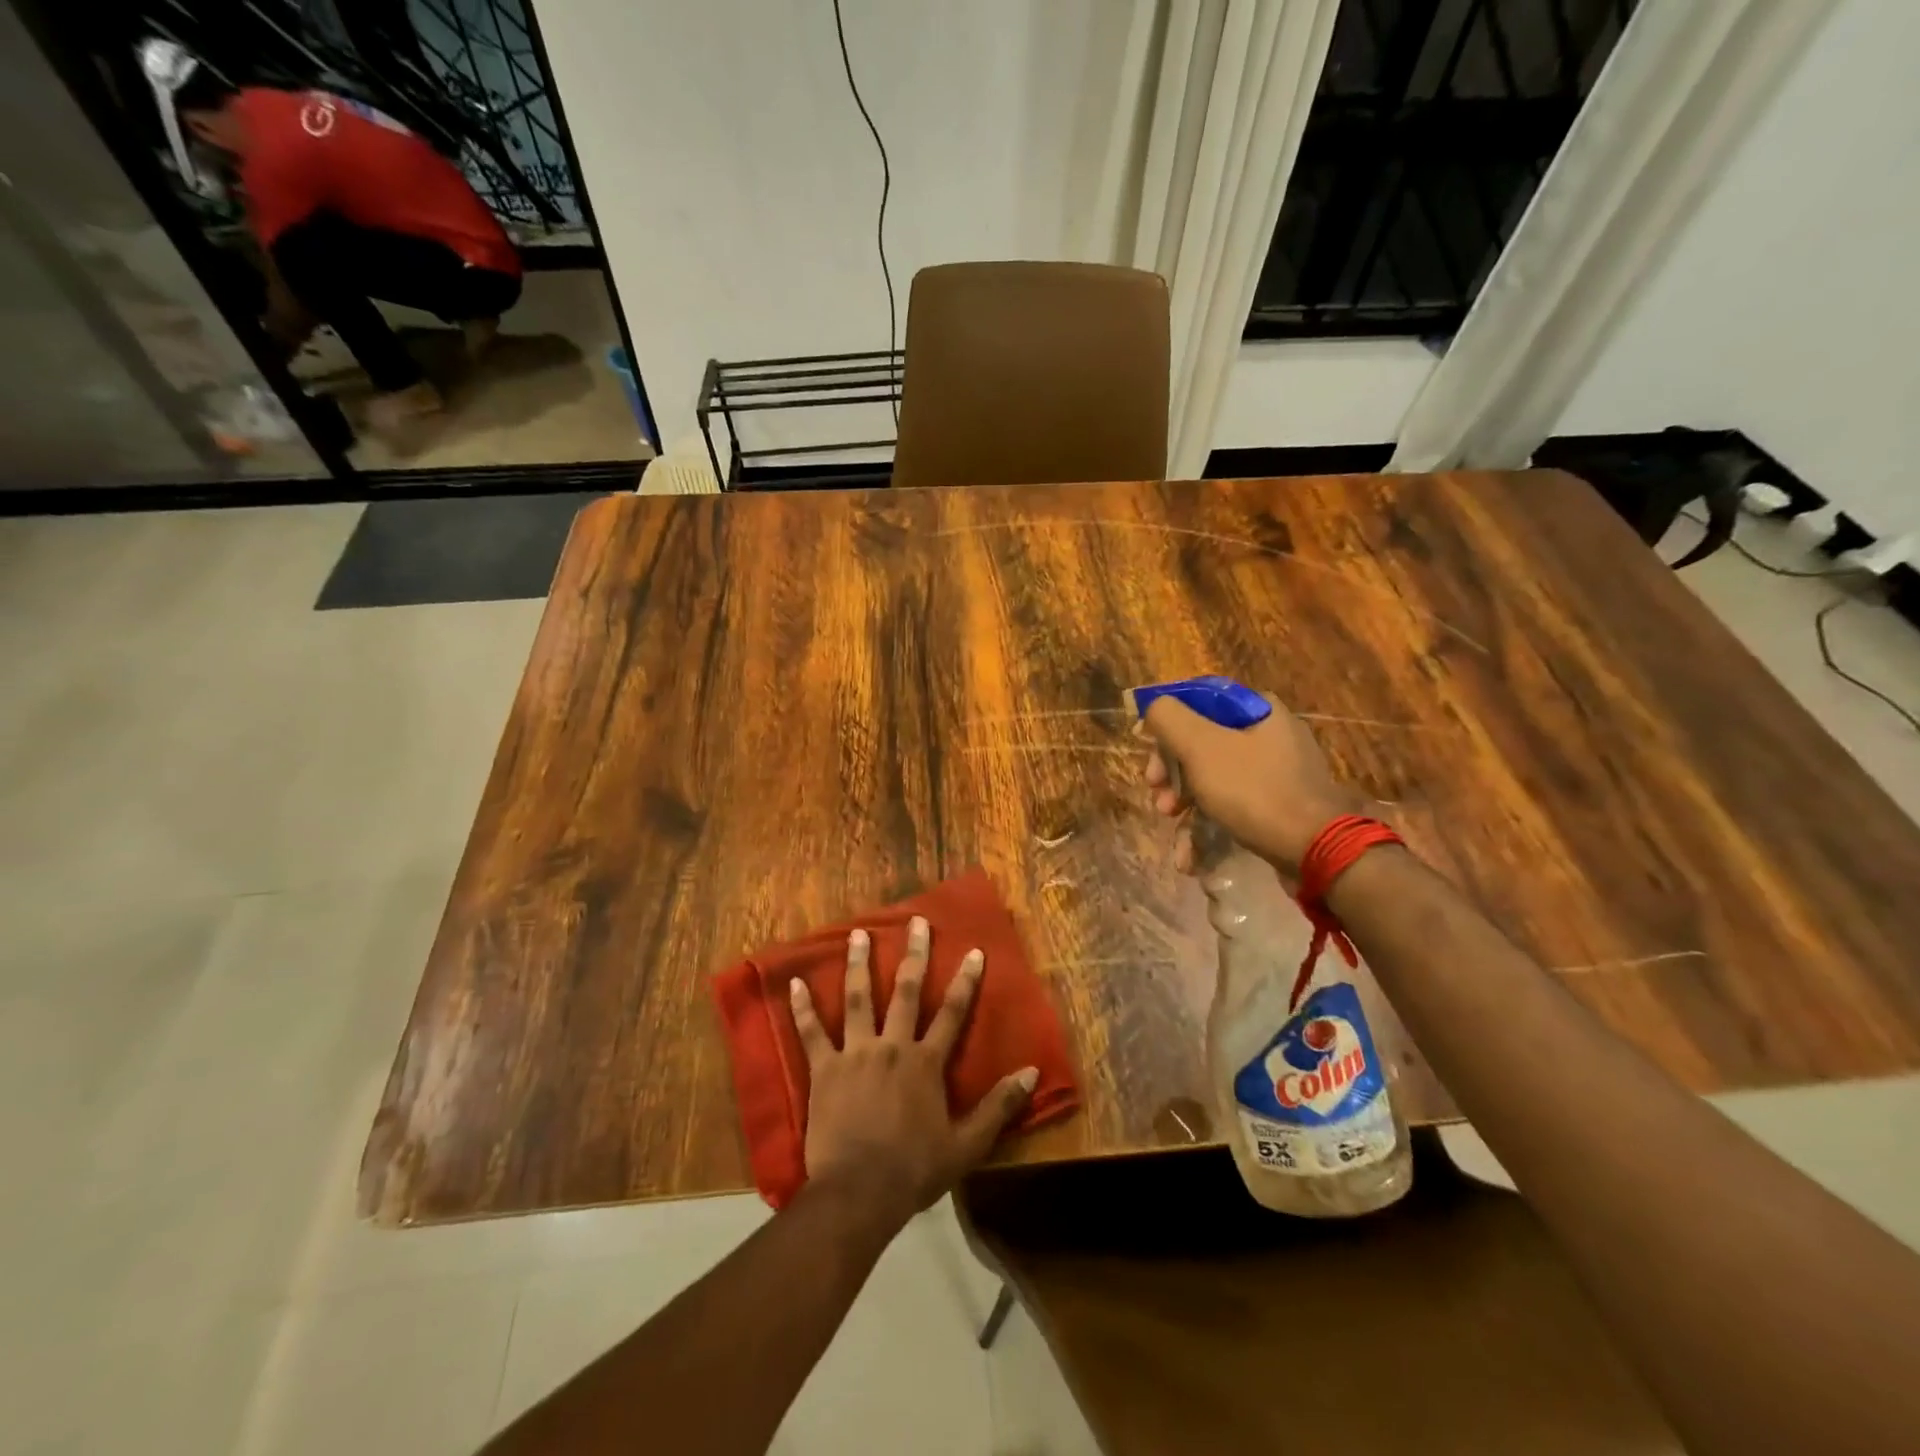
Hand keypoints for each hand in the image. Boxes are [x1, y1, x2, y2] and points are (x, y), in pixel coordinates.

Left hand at [788, 917, 1035, 1231]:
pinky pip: (811, 1033)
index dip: (965, 981)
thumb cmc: (914, 1170)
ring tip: (857, 933)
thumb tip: (1032, 1072)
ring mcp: (855, 1054)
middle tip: (916, 922)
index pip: (952, 1012)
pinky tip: (794, 984)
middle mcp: (892, 1046)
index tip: (974, 951)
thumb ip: (999, 1106)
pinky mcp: (824, 1070)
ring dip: (858, 964)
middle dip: (914, 954)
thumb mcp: (967, 1144)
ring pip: (857, 999)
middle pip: (905, 991)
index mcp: (926, 1062)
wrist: (859, 1194)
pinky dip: (802, 1008)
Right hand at [1142, 696, 1363, 875]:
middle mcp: (1270, 735)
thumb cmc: (1253, 790)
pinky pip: (1232, 806)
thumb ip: (1168, 718)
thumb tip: (1154, 708)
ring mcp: (1277, 773)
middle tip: (1158, 798)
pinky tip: (1190, 857)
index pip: (1198, 704)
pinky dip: (1208, 827)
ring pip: (1214, 779)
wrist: (1315, 850)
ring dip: (1184, 804)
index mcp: (1258, 710)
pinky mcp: (1278, 806)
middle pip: (1202, 744)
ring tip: (1171, 827)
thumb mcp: (1201, 746)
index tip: (1149, 757)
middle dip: (1172, 775)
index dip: (1166, 729)